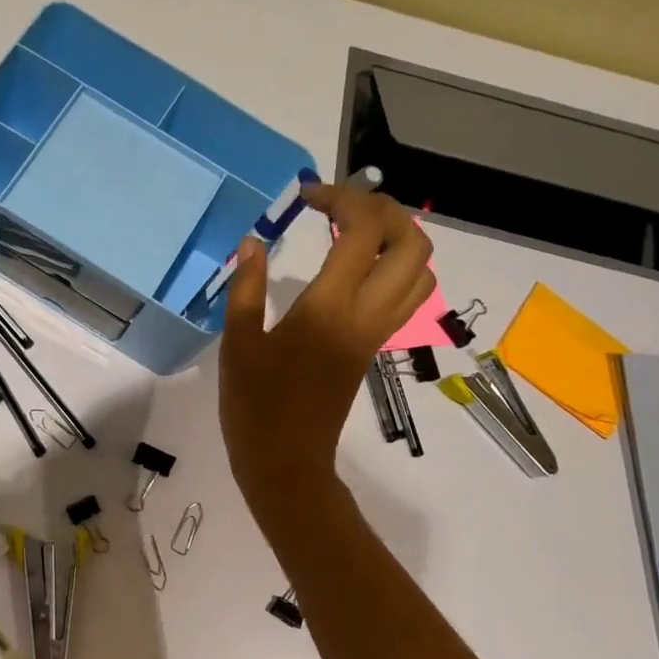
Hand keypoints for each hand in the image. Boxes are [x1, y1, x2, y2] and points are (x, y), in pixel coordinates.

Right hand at [219, 184, 434, 528]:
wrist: (286, 462)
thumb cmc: (254, 405)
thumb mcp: (238, 343)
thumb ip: (247, 288)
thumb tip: (251, 242)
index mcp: (330, 308)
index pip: (361, 233)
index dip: (341, 200)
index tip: (307, 196)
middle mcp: (366, 314)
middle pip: (410, 243)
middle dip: (382, 210)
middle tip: (340, 206)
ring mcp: (377, 332)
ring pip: (419, 270)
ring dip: (396, 237)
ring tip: (353, 230)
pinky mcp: (375, 346)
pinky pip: (407, 295)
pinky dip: (395, 266)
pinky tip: (357, 267)